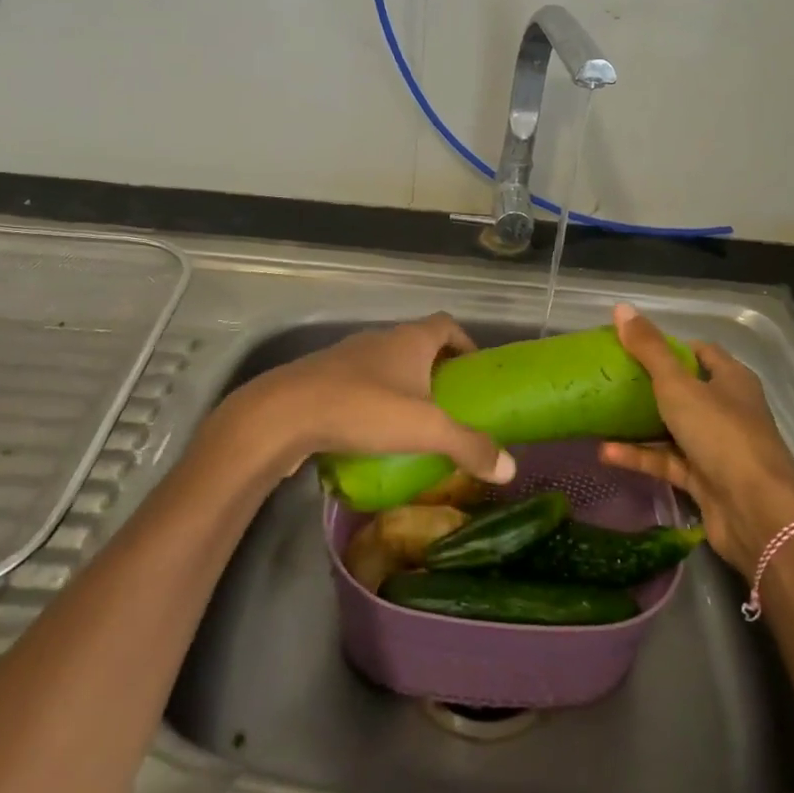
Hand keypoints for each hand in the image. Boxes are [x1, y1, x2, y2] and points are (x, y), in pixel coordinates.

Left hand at [200, 313, 516, 488]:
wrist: (283, 414)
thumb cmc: (363, 408)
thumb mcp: (426, 429)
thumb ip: (469, 446)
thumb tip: (510, 467)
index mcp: (410, 339)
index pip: (447, 325)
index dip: (464, 343)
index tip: (473, 371)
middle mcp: (380, 339)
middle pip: (417, 345)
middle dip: (436, 371)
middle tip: (449, 406)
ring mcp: (347, 357)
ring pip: (386, 366)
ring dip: (402, 387)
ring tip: (413, 425)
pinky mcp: (322, 379)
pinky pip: (358, 384)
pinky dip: (372, 402)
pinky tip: (372, 435)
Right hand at [599, 303, 793, 577]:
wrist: (757, 513)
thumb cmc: (721, 434)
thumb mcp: (678, 385)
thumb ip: (649, 349)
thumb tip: (621, 307)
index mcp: (731, 379)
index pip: (700, 352)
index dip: (668, 346)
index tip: (631, 346)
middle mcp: (727, 410)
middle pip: (684, 390)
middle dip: (648, 385)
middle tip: (609, 379)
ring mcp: (717, 447)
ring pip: (672, 428)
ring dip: (639, 424)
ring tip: (599, 415)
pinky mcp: (704, 481)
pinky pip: (667, 462)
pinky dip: (640, 456)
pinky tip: (605, 452)